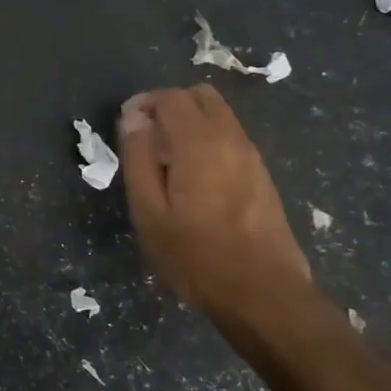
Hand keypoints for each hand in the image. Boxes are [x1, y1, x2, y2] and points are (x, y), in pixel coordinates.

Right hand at [118, 85, 310, 327]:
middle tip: (146, 137)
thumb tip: (133, 118)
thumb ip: (138, 158)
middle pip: (200, 96)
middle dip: (169, 105)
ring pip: (219, 115)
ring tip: (166, 160)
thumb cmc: (196, 257)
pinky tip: (193, 178)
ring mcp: (252, 156)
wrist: (264, 295)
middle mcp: (231, 139)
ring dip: (190, 122)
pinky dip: (207, 139)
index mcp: (200, 143)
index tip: (126, 125)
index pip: (170, 97)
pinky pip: (230, 137)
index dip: (143, 103)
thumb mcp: (149, 212)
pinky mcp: (262, 175)